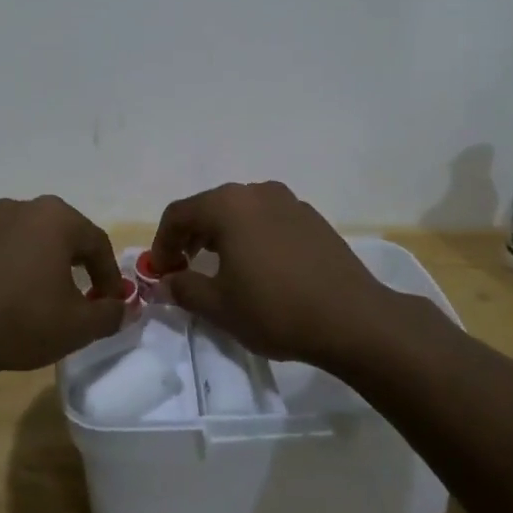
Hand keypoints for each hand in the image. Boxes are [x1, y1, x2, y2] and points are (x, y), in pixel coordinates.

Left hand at [0, 196, 125, 377]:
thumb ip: (109, 314)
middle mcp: (19, 209)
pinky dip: (7, 270)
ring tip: (40, 296)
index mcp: (54, 218)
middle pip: (60, 233)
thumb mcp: (79, 326)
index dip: (110, 274)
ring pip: (24, 241)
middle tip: (82, 294)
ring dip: (38, 263)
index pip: (96, 242)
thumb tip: (122, 309)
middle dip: (75, 262)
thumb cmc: (23, 320)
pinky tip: (4, 301)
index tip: (112, 303)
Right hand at [149, 181, 407, 371]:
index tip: (159, 273)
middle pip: (209, 207)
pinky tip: (258, 268)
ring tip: (218, 268)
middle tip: (182, 269)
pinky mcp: (312, 218)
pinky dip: (250, 237)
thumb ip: (183, 288)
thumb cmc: (276, 310)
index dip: (161, 243)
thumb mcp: (219, 306)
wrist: (353, 320)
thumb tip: (166, 282)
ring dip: (220, 236)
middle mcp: (257, 192)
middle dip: (189, 237)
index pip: (178, 214)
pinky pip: (267, 220)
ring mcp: (289, 202)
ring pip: (240, 212)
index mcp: (228, 206)